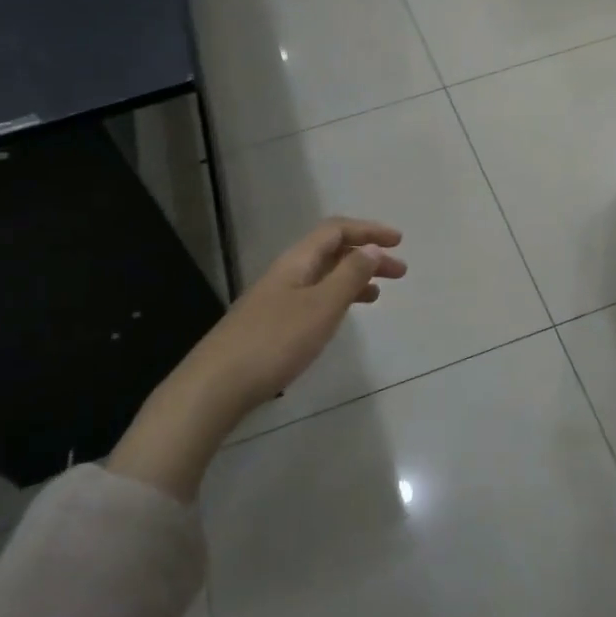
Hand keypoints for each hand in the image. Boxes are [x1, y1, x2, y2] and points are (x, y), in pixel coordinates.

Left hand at [108, 218, 405, 500]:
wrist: (216, 386)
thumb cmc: (275, 342)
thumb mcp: (322, 307)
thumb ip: (350, 276)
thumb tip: (373, 249)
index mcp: (297, 261)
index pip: (336, 230)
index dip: (368, 230)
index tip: (398, 242)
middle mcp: (286, 273)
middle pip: (330, 251)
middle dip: (366, 255)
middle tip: (399, 272)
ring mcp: (275, 299)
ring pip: (322, 276)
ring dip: (353, 278)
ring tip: (378, 294)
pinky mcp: (271, 325)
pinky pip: (313, 298)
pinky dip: (336, 299)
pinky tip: (342, 317)